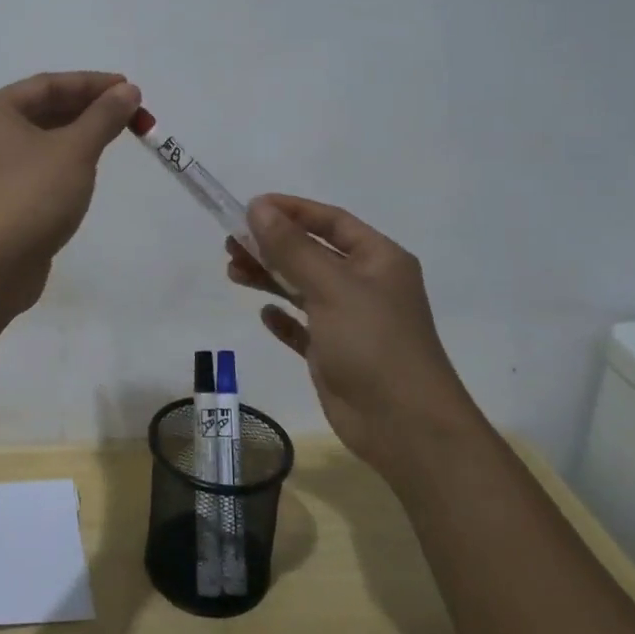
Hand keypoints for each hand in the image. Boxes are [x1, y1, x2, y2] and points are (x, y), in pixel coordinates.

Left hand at [0, 72, 141, 313]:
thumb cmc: (31, 196)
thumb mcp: (75, 150)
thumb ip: (103, 116)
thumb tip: (128, 91)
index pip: (48, 85)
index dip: (92, 83)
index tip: (130, 87)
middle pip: (44, 108)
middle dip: (89, 108)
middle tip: (131, 111)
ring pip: (43, 137)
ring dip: (80, 132)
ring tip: (118, 131)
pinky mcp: (3, 195)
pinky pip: (40, 163)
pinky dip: (67, 157)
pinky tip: (91, 162)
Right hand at [227, 195, 474, 484]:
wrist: (404, 426)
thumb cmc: (373, 342)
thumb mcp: (330, 286)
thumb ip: (291, 247)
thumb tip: (258, 207)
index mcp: (378, 259)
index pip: (331, 221)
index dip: (292, 210)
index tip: (250, 207)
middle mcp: (366, 285)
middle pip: (312, 253)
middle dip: (272, 245)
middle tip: (230, 243)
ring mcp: (350, 321)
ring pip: (302, 288)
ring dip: (269, 277)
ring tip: (232, 271)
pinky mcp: (335, 354)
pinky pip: (303, 327)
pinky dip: (283, 318)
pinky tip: (264, 315)